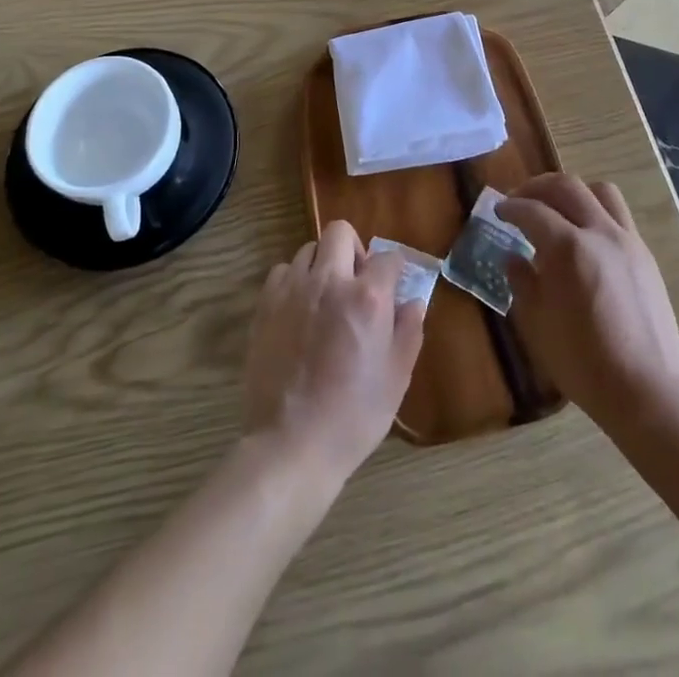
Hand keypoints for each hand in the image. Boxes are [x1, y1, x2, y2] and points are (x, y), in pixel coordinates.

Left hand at [243, 221, 424, 483]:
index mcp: (368, 297)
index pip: (388, 257)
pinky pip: (282, 272)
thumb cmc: (354, 415)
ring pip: (308, 249)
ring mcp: (293, 290)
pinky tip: (299, 309)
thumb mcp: (397, 377)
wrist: (292, 445)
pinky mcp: (265, 305)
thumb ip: (409, 331)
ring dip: (322, 264)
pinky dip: (294, 281)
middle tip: (357, 282)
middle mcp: (330, 281)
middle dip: (354, 249)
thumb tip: (412, 302)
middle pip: (340, 232)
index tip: (394, 285)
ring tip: (325, 297)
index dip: (395, 269)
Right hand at [497, 174, 678, 428]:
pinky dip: (596, 212)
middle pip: (567, 187)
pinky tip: (585, 238)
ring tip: (557, 208)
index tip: (498, 210)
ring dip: (573, 192)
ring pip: (600, 192)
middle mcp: (599, 232)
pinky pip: (619, 216)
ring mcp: (627, 241)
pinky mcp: (645, 256)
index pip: (532, 210)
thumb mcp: (537, 324)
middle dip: (538, 187)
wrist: (645, 389)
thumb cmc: (582, 361)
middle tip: (520, 199)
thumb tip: (513, 258)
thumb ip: (523, 282)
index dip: (510, 207)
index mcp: (568, 247)